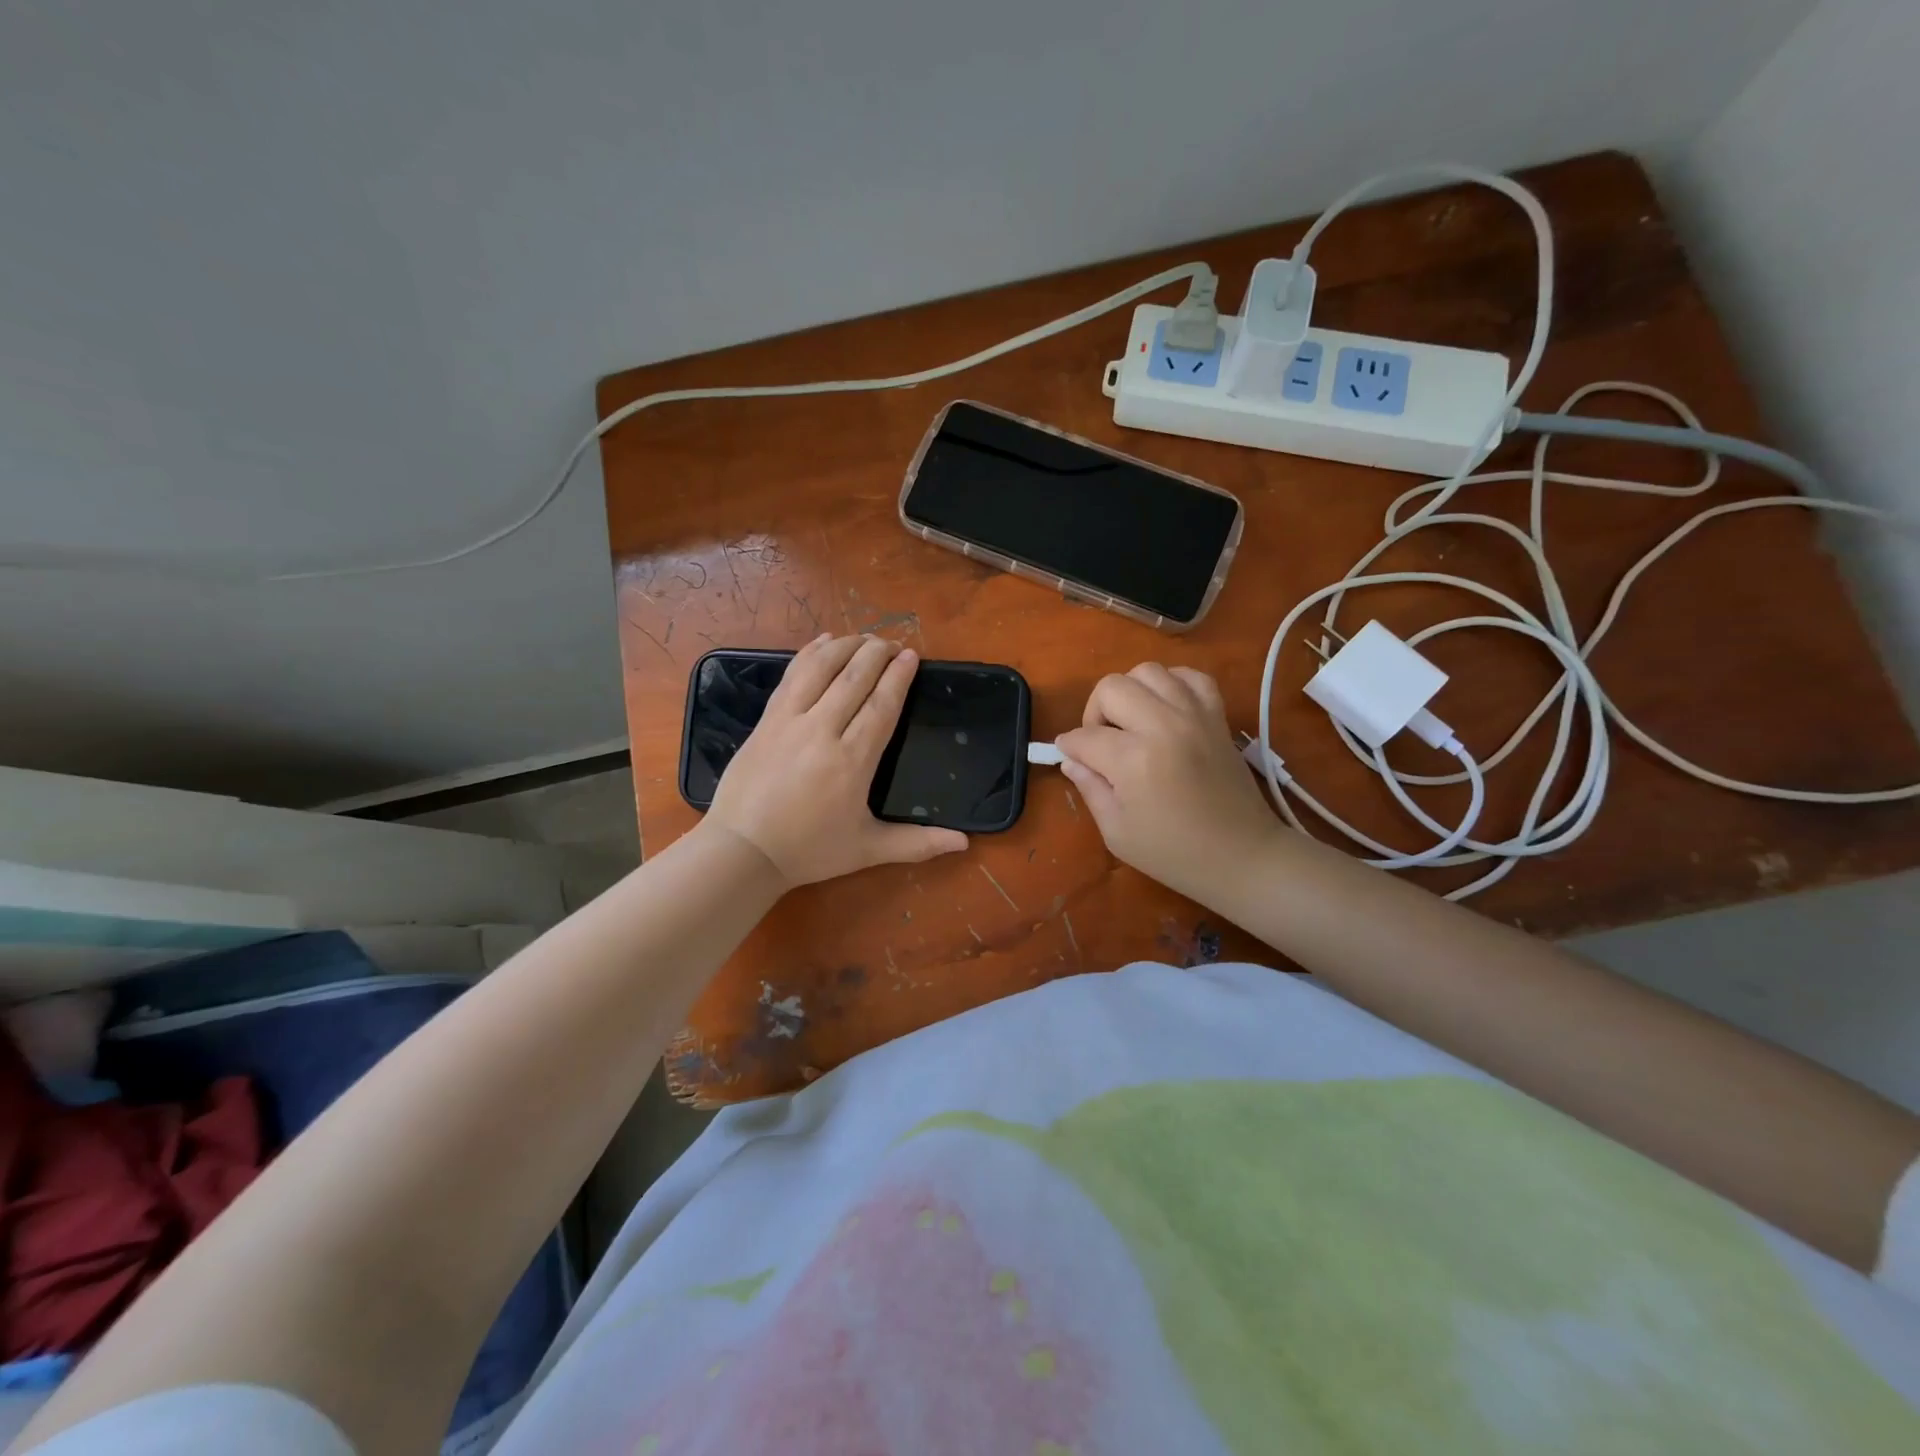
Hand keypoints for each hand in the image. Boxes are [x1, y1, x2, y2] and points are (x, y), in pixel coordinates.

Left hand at [704, 634, 968, 887]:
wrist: (742, 851)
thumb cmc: (809, 851)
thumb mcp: (868, 850)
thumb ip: (917, 843)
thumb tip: (965, 843)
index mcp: (852, 761)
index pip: (882, 705)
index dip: (898, 676)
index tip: (911, 656)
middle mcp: (822, 731)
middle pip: (854, 677)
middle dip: (877, 653)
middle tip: (893, 642)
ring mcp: (789, 721)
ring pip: (821, 668)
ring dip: (845, 646)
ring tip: (864, 638)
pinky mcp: (766, 720)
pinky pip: (791, 675)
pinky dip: (809, 653)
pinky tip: (822, 641)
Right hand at [1054, 663, 1283, 900]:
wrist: (1243, 856)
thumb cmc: (1174, 854)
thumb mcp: (1117, 832)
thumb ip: (1090, 789)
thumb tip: (1071, 760)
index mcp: (1134, 760)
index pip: (1085, 737)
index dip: (1070, 747)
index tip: (1069, 756)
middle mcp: (1163, 726)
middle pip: (1111, 688)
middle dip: (1095, 712)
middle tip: (1101, 741)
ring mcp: (1194, 715)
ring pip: (1148, 671)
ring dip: (1130, 692)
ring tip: (1132, 722)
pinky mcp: (1217, 715)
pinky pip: (1191, 676)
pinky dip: (1172, 684)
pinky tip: (1166, 708)